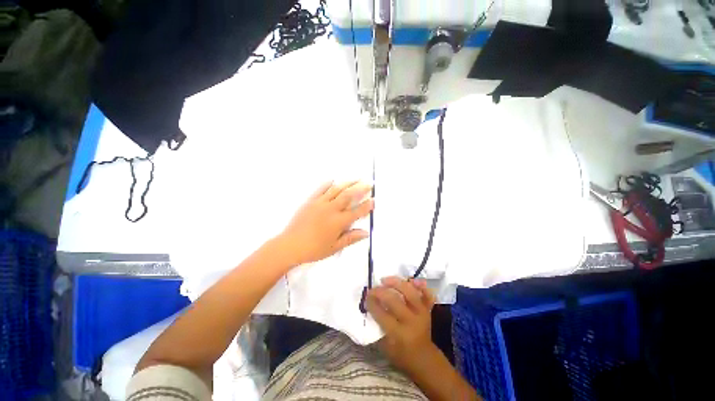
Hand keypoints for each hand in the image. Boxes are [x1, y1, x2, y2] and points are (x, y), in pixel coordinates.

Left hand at [278, 181, 373, 265]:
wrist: (290, 245)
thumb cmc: (314, 249)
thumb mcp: (335, 247)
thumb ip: (351, 238)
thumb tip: (366, 232)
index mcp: (339, 222)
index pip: (357, 211)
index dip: (366, 206)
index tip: (373, 200)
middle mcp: (331, 209)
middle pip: (349, 196)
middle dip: (360, 188)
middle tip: (369, 183)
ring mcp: (320, 203)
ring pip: (337, 189)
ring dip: (348, 183)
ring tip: (356, 178)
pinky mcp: (310, 201)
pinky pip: (320, 189)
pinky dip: (327, 184)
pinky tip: (333, 180)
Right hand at [366, 276, 438, 374]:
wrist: (424, 358)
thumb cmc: (401, 355)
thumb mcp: (385, 348)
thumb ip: (378, 327)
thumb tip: (370, 308)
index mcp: (399, 334)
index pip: (382, 314)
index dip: (372, 303)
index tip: (366, 297)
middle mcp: (411, 321)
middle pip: (394, 300)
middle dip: (380, 292)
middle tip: (372, 289)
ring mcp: (421, 314)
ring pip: (409, 292)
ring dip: (395, 283)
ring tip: (385, 280)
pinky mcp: (428, 310)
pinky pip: (426, 294)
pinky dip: (420, 286)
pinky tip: (411, 280)